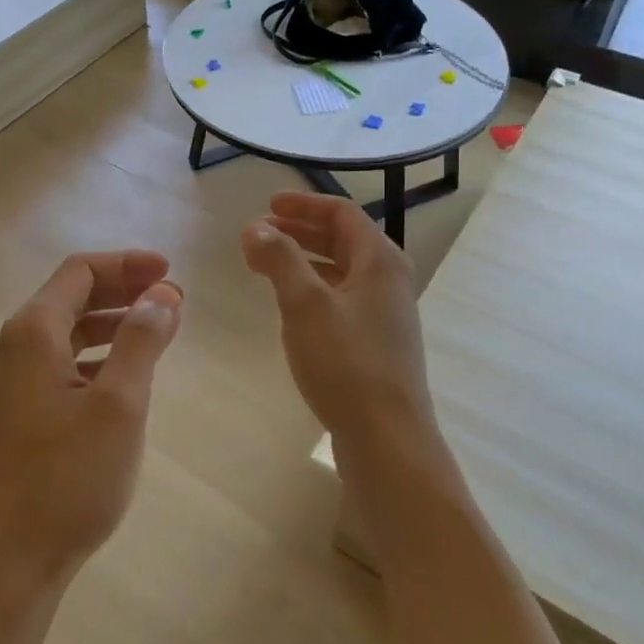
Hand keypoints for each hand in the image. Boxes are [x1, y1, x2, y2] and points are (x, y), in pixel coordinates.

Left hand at [0, 251, 182, 598]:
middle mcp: (17, 346)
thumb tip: (162, 293)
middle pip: (73, 296)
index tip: (169, 272)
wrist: (14, 561)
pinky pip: (64, 361)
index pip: (80, 271)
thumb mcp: (119, 405)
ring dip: (114, 322)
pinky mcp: (22, 409)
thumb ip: (142, 340)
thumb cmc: (69, 479)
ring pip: (69, 330)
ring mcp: (15, 380)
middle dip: (123, 289)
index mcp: (33, 332)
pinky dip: (99, 353)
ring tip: (159, 330)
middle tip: (172, 298)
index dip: (127, 264)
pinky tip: (127, 372)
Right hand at [241, 192, 435, 448]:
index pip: (342, 214)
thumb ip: (280, 258)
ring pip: (342, 271)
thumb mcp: (305, 303)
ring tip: (268, 265)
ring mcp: (385, 315)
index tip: (268, 205)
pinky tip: (291, 307)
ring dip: (305, 260)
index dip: (304, 204)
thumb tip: (255, 227)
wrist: (386, 438)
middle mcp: (389, 281)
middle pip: (344, 240)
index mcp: (380, 261)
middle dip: (301, 231)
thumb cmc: (346, 362)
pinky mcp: (376, 344)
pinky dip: (314, 289)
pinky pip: (342, 299)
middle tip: (261, 233)